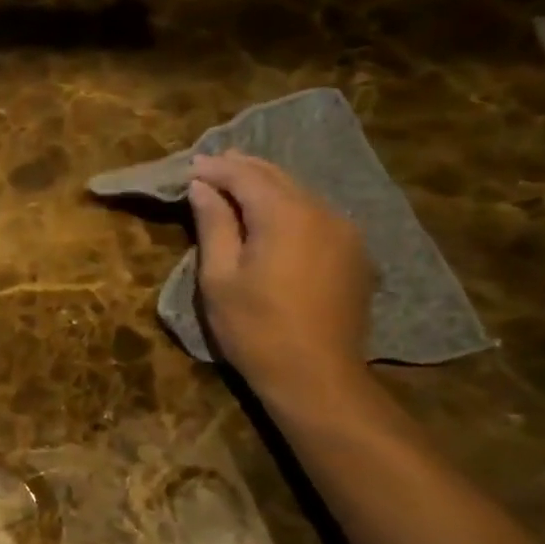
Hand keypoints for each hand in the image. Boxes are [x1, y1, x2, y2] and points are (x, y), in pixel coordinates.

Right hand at [187, 152, 373, 402]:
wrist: (317, 377)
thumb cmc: (255, 329)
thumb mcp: (219, 277)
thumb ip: (213, 225)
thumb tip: (202, 187)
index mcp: (285, 215)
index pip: (246, 175)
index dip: (216, 168)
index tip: (189, 167)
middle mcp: (322, 212)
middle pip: (277, 177)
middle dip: (242, 169)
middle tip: (211, 166)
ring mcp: (345, 232)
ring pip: (300, 194)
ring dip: (267, 186)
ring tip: (237, 186)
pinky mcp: (354, 254)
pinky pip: (316, 215)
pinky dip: (288, 206)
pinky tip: (272, 216)